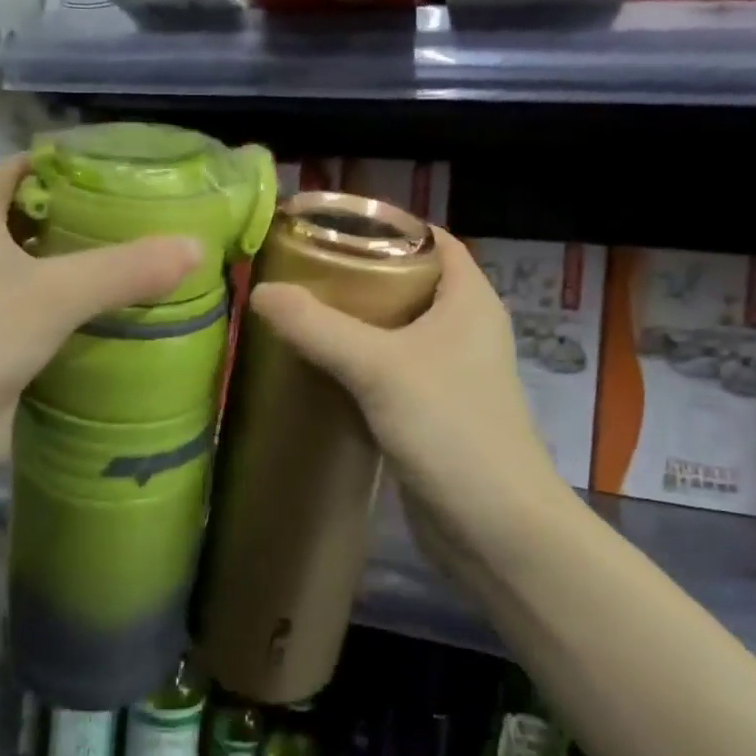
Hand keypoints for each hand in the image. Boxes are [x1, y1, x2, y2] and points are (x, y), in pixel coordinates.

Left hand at [0, 155, 200, 508]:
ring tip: (166, 271)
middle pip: (49, 220)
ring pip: (50, 271)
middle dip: (105, 226)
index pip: (39, 168)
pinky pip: (47, 315)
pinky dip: (84, 316)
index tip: (152, 179)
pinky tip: (134, 321)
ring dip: (98, 275)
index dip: (92, 169)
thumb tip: (198, 247)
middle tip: (172, 229)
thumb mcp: (49, 295)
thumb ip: (125, 268)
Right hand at [246, 231, 563, 560]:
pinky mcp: (432, 410)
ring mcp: (449, 372)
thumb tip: (260, 291)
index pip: (431, 239)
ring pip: (396, 329)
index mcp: (469, 299)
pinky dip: (357, 362)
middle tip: (301, 270)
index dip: (386, 227)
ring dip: (354, 321)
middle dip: (357, 274)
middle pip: (407, 282)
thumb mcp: (379, 367)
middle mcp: (464, 328)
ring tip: (298, 310)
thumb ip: (318, 327)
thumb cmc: (451, 428)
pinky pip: (389, 370)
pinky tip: (316, 365)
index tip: (330, 226)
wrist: (495, 528)